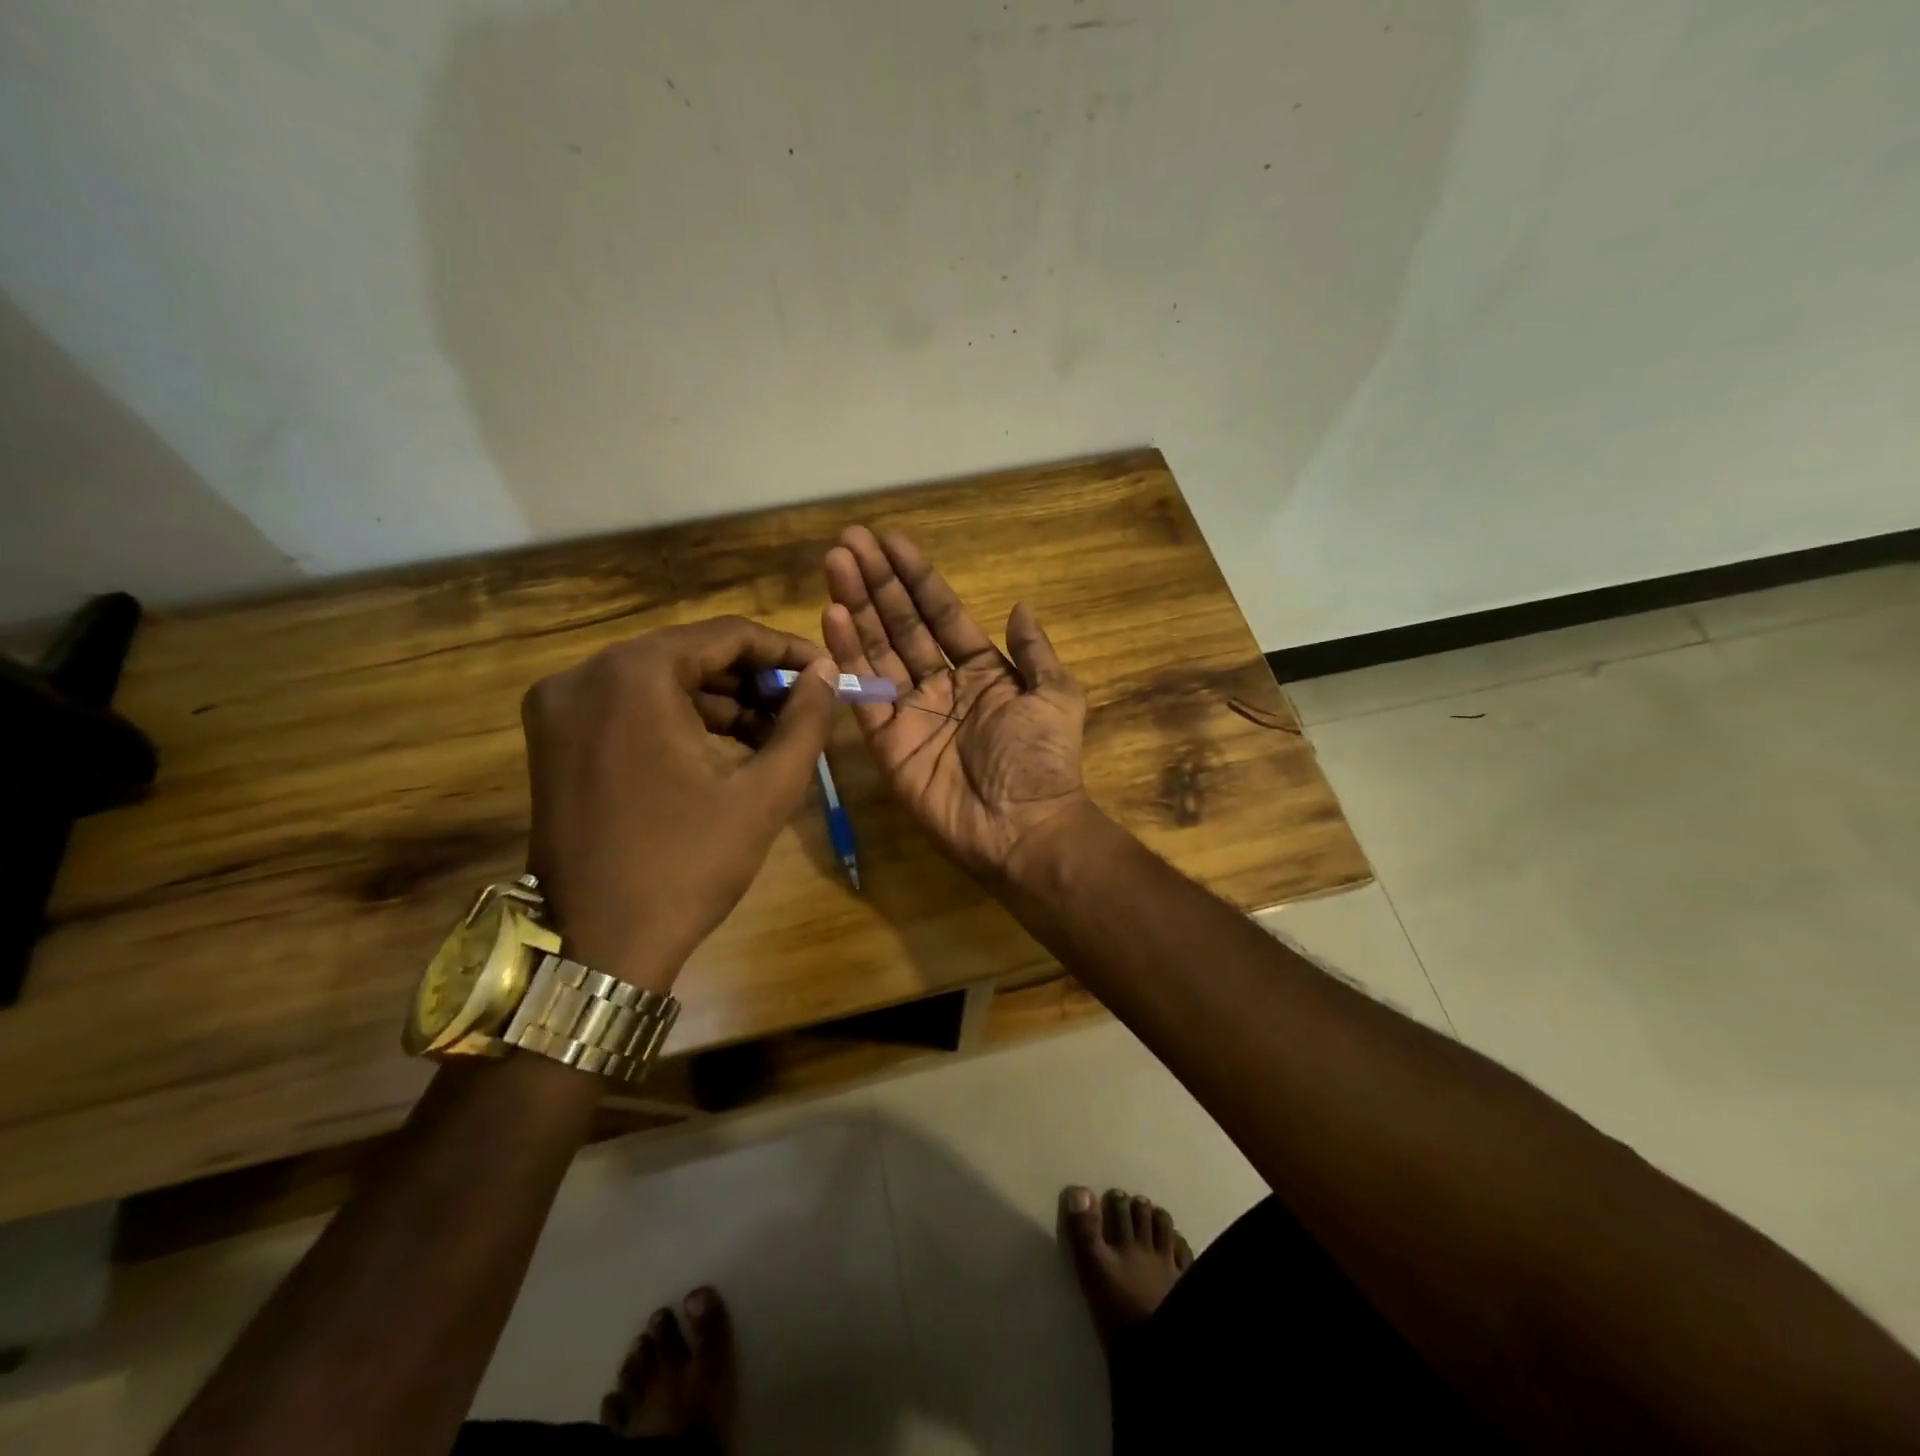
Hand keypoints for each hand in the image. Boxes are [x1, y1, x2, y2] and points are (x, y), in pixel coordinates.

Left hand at [520, 617, 837, 990]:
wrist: (599, 945)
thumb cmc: (689, 863)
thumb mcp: (765, 790)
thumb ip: (805, 721)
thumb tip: (827, 671)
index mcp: (633, 675)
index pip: (725, 635)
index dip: (784, 650)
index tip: (824, 673)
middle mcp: (584, 676)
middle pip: (689, 655)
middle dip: (752, 680)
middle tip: (801, 708)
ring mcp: (559, 708)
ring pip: (659, 682)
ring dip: (719, 702)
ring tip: (771, 735)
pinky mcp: (552, 740)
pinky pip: (629, 709)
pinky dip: (679, 720)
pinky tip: (723, 750)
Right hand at [822, 526, 1091, 881]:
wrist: (1024, 828)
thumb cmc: (1042, 760)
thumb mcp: (1056, 696)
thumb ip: (1035, 652)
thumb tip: (1020, 606)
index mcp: (982, 671)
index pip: (942, 614)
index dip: (917, 578)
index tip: (891, 541)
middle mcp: (941, 685)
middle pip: (902, 625)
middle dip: (878, 583)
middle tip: (849, 542)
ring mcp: (910, 713)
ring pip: (878, 651)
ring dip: (856, 608)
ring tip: (835, 564)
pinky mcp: (886, 743)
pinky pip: (864, 694)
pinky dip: (847, 657)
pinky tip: (832, 618)